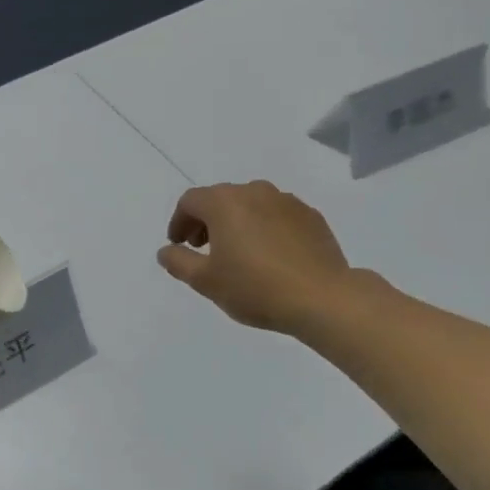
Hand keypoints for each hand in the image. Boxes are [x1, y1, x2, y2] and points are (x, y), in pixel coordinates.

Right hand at [157, 181, 355, 334]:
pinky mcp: (311, 216)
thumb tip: (166, 250)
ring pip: (251, 204)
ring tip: (239, 253)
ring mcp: (286, 201)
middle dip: (206, 221)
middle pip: (220, 198)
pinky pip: (277, 215)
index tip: (179, 245)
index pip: (190, 201)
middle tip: (204, 249)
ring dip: (237, 222)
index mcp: (224, 202)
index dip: (179, 222)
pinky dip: (265, 228)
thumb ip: (179, 262)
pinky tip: (270, 256)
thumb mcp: (206, 281)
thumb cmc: (256, 288)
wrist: (323, 298)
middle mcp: (254, 191)